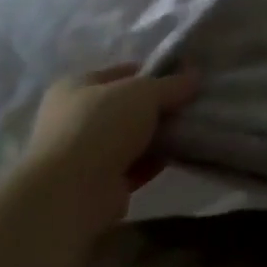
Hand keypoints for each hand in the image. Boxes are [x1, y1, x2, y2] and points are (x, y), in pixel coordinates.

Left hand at [17, 64, 199, 237]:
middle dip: (158, 108)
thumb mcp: (145, 92)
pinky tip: (178, 156)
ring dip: (157, 136)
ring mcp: (83, 154)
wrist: (71, 193)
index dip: (154, 73)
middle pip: (127, 107)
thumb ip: (173, 83)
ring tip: (190, 129)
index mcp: (76, 87)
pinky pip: (133, 166)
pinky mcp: (96, 185)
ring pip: (131, 138)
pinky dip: (153, 162)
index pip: (122, 72)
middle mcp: (74, 118)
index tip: (184, 78)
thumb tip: (195, 76)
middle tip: (190, 106)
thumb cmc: (102, 126)